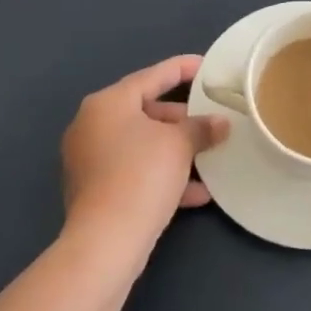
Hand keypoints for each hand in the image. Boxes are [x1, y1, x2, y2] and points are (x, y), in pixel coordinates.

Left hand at [62, 55, 228, 259]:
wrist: (106, 243)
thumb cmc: (141, 176)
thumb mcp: (179, 145)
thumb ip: (201, 128)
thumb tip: (220, 123)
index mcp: (108, 103)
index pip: (152, 76)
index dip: (183, 69)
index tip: (207, 66)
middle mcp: (92, 125)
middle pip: (146, 111)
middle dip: (183, 119)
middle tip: (212, 120)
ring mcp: (89, 159)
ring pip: (142, 144)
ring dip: (176, 150)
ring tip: (209, 156)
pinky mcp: (94, 190)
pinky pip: (134, 171)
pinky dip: (162, 175)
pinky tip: (197, 193)